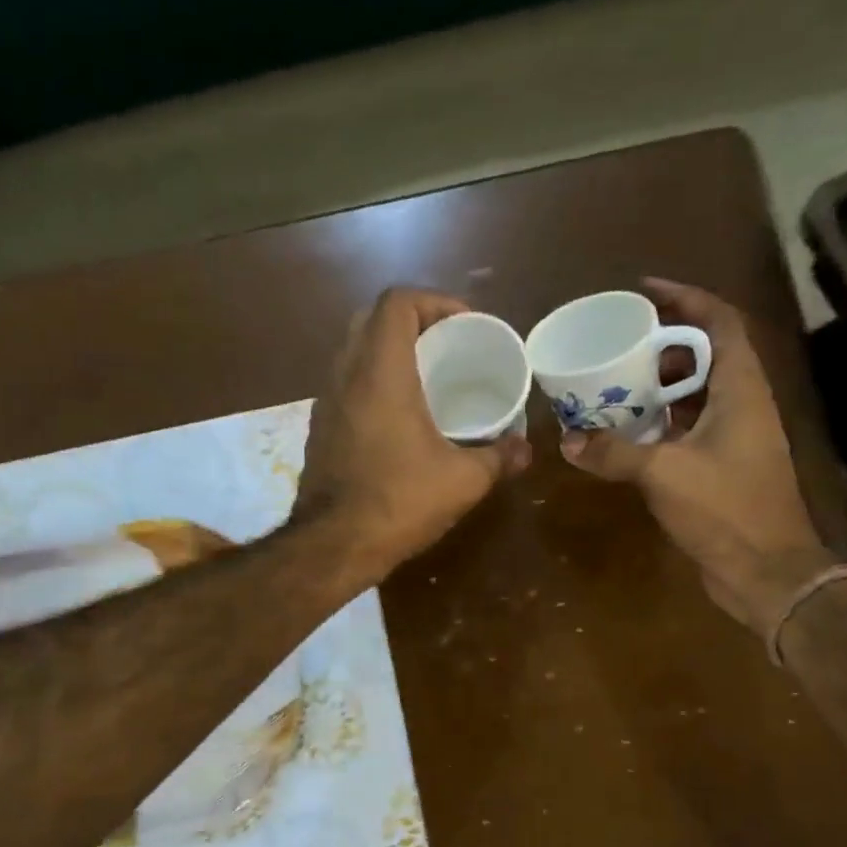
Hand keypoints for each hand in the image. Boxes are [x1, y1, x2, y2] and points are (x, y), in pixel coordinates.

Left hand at [295, 287, 530, 582]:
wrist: (333, 545)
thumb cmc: (399, 502)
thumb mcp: (462, 481)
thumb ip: (499, 457)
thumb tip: (526, 450)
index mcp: (381, 372)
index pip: (397, 301)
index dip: (435, 301)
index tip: (465, 325)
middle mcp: (346, 376)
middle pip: (371, 318)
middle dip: (412, 321)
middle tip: (447, 346)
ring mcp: (326, 403)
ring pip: (354, 352)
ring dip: (388, 351)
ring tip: (426, 377)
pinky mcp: (320, 429)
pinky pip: (346, 385)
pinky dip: (372, 382)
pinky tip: (398, 417)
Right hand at [560, 277, 835, 631]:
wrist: (766, 572)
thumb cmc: (726, 510)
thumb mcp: (664, 474)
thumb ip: (615, 453)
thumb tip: (569, 441)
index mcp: (741, 391)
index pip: (720, 324)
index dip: (687, 299)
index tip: (646, 290)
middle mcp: (742, 405)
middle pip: (705, 356)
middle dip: (662, 345)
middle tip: (619, 346)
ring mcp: (734, 438)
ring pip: (695, 395)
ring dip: (658, 386)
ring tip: (614, 383)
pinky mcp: (722, 467)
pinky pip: (687, 428)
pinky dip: (658, 423)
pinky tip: (625, 432)